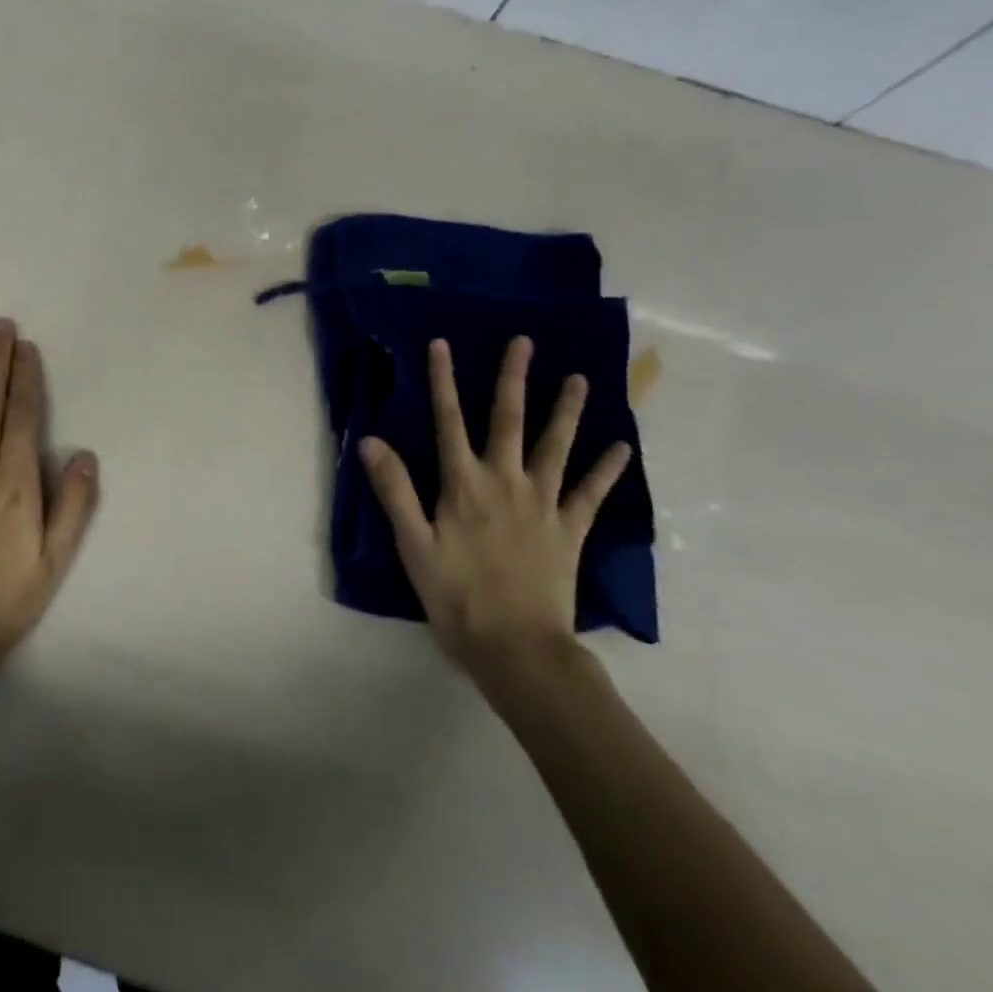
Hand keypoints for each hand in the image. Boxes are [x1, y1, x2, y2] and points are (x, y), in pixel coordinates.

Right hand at [359, 336, 630, 688]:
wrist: (517, 649)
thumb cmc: (456, 597)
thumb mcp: (413, 545)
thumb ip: (394, 490)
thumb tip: (370, 440)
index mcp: (463, 484)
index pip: (448, 421)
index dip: (444, 381)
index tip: (442, 344)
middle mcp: (505, 482)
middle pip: (508, 420)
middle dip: (513, 379)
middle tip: (524, 342)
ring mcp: (543, 504)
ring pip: (555, 447)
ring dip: (566, 411)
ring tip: (580, 379)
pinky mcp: (569, 530)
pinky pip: (591, 494)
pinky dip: (607, 470)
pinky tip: (622, 448)